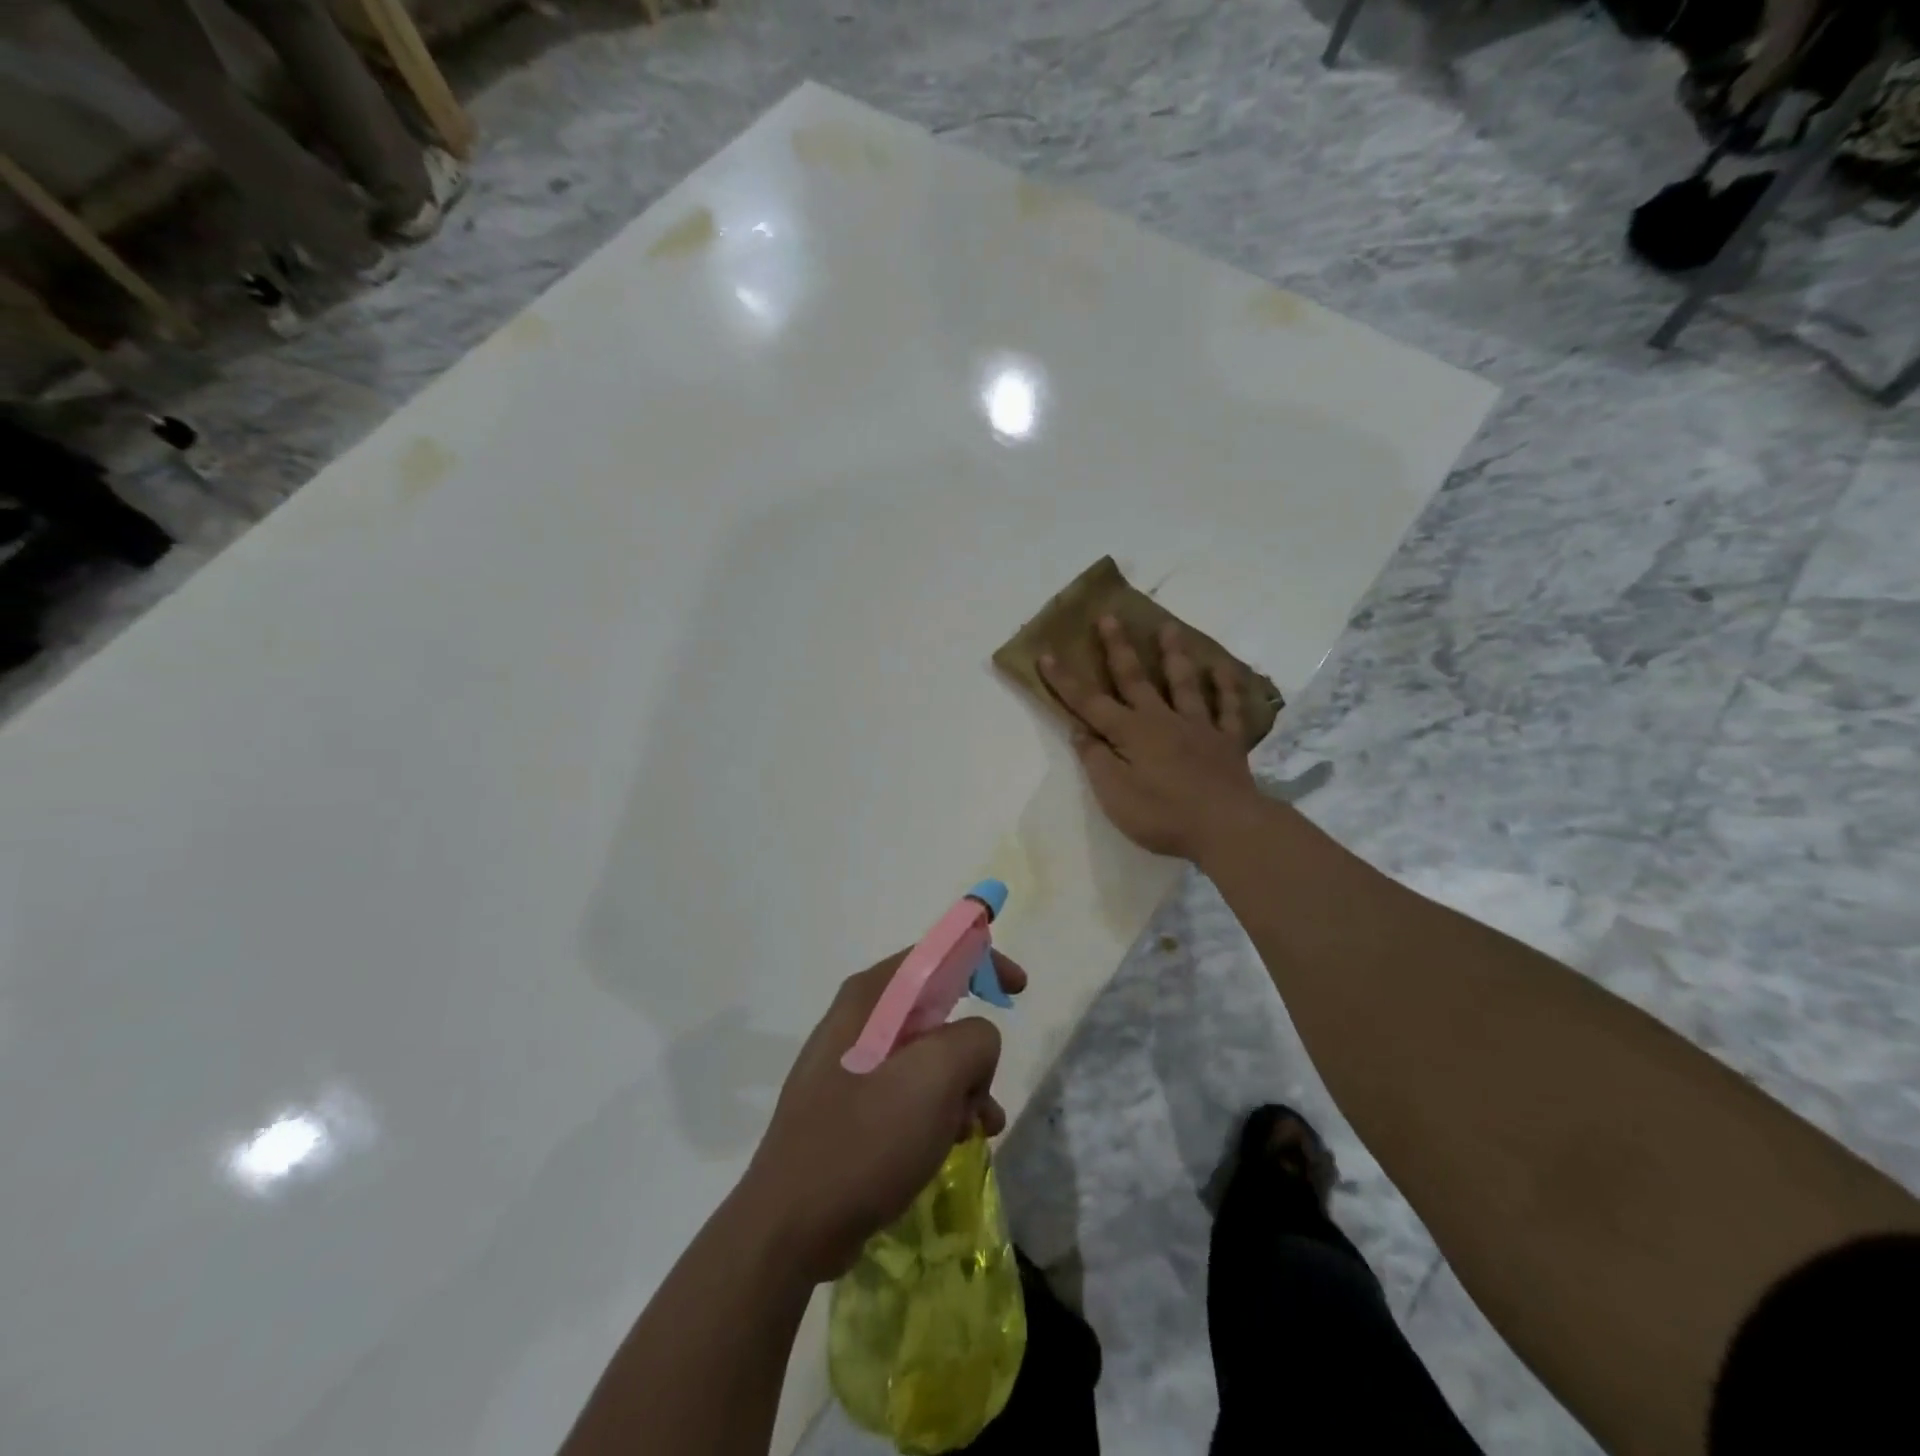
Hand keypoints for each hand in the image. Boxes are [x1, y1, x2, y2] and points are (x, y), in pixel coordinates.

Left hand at [736, 950, 1027, 1283]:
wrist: (790, 1226)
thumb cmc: (865, 1140)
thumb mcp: (935, 1078)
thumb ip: (974, 1040)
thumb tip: (976, 1044)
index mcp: (872, 996)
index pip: (937, 953)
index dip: (983, 960)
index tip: (1018, 990)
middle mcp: (859, 1019)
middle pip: (937, 1008)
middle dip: (973, 1048)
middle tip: (986, 1087)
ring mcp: (851, 1063)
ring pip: (928, 1054)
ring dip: (962, 1086)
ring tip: (976, 1129)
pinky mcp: (851, 1104)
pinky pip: (909, 1089)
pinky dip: (940, 1108)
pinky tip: (953, 1144)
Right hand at [1039, 617, 1260, 860]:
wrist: (1226, 827)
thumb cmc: (1162, 815)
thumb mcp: (1114, 795)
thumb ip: (1096, 760)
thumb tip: (1080, 731)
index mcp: (1130, 733)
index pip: (1089, 703)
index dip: (1065, 681)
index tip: (1047, 654)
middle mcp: (1162, 720)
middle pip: (1135, 679)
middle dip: (1118, 648)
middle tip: (1110, 617)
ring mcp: (1198, 727)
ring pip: (1183, 683)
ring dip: (1174, 654)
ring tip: (1168, 627)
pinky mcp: (1227, 741)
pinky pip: (1227, 708)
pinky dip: (1226, 687)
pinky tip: (1222, 667)